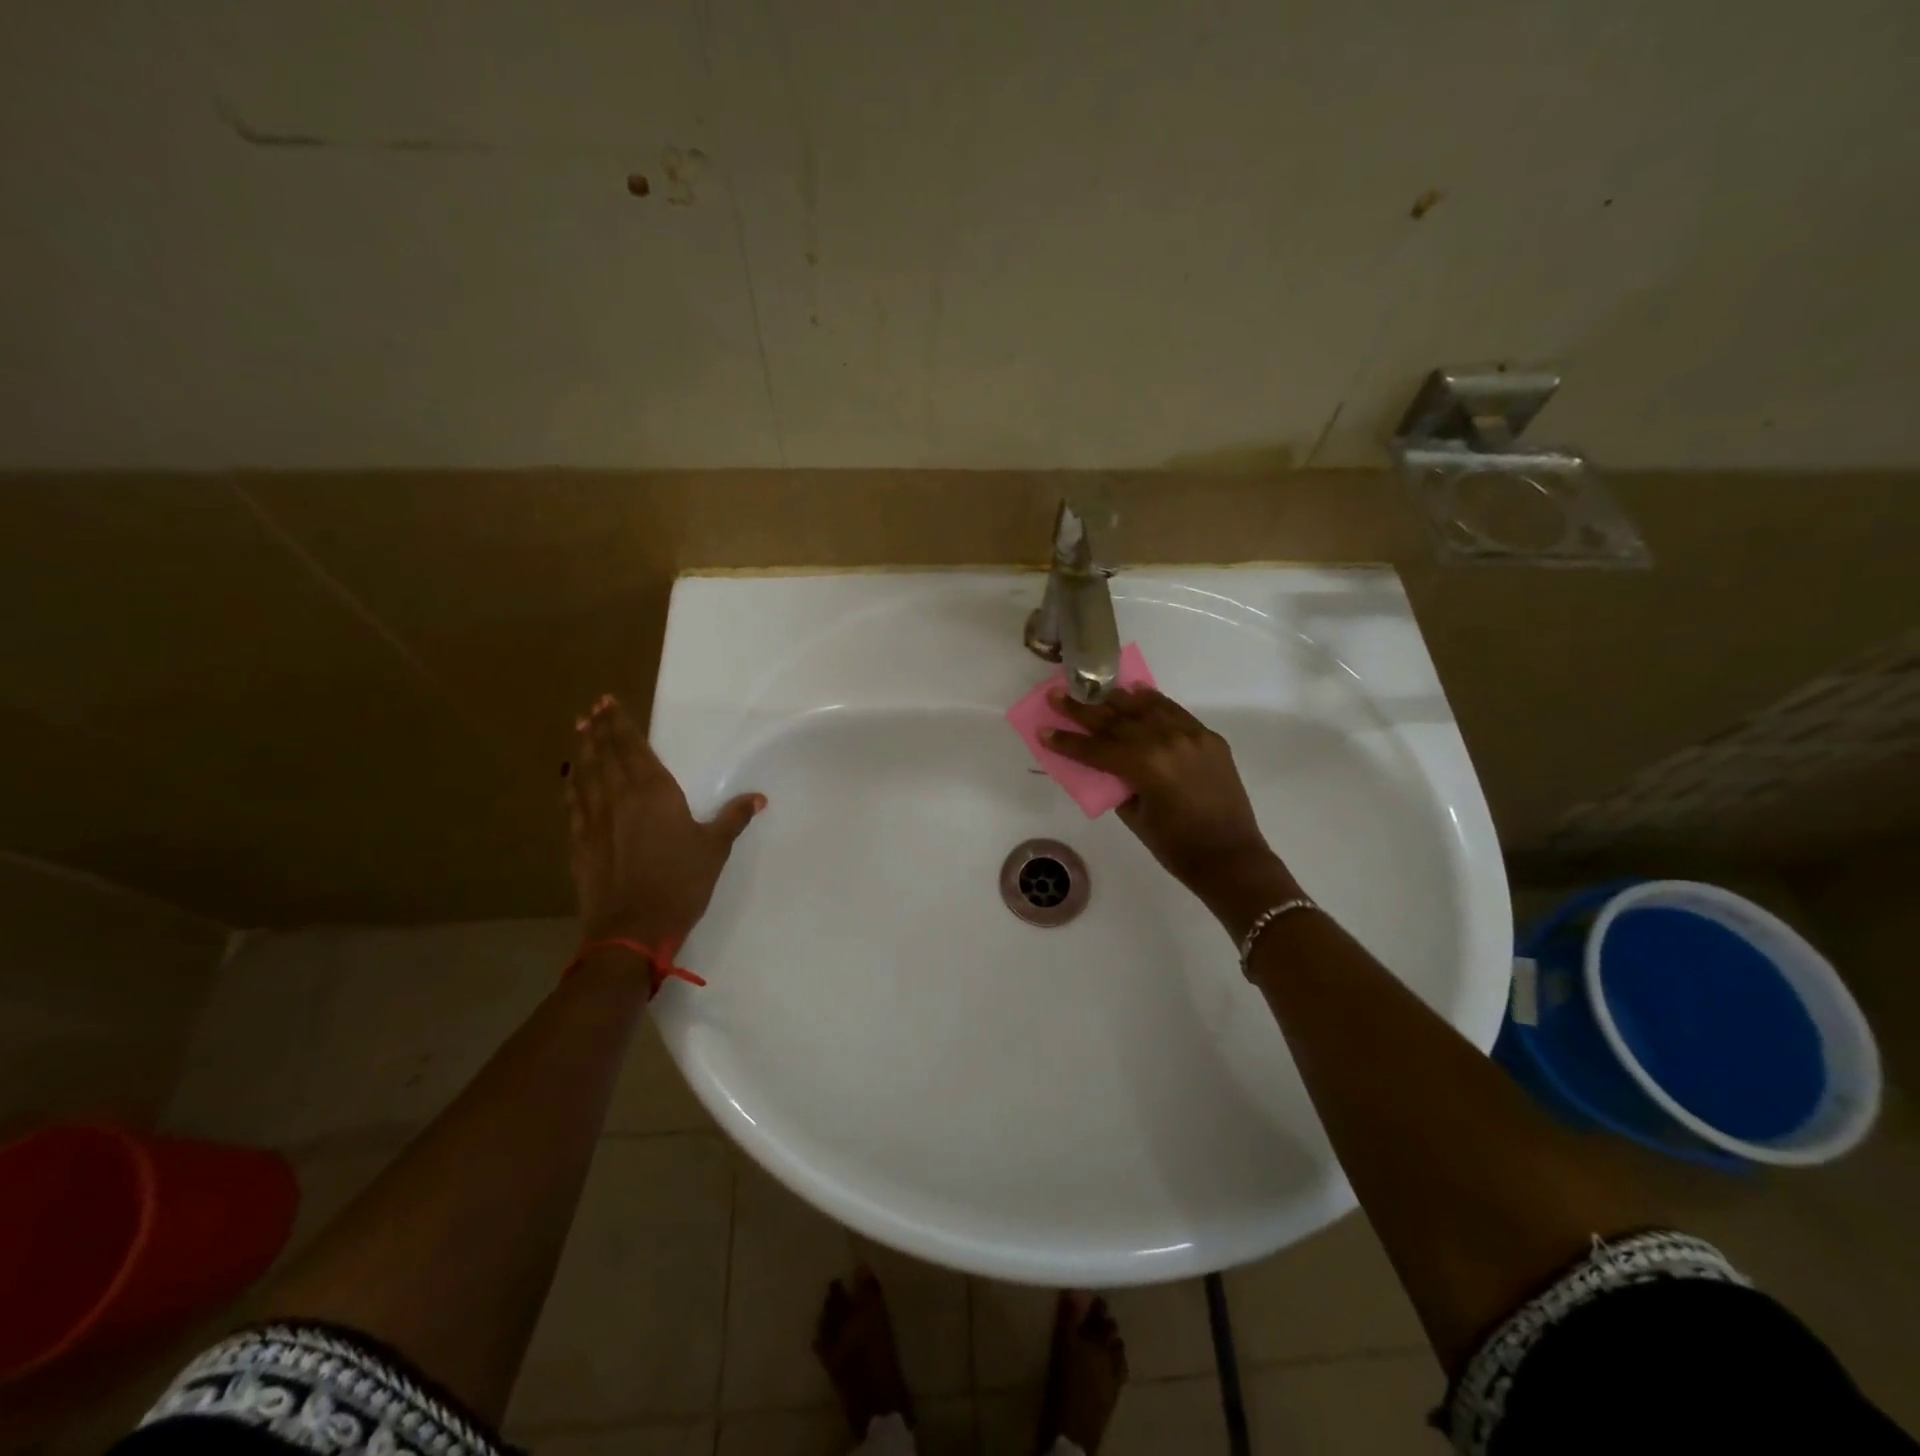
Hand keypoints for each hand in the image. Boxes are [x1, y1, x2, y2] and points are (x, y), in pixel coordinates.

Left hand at [564, 695, 764, 952]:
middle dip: (599, 729)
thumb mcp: (714, 849)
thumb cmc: (680, 883)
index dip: (621, 724)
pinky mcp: (580, 843)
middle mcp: (619, 797)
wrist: (632, 928)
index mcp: (654, 792)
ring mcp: (595, 820)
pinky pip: (574, 804)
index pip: (634, 748)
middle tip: (592, 708)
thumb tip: (758, 798)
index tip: (608, 703)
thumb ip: (733, 818)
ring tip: (579, 730)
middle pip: (605, 755)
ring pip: (585, 775)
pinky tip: (570, 779)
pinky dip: (572, 785)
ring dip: (582, 750)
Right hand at [1043, 687, 1299, 938]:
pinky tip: (1135, 694)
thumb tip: (1106, 763)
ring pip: (1146, 708)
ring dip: (1115, 698)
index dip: (1068, 741)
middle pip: (1117, 721)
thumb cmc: (1176, 847)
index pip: (1097, 748)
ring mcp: (1191, 735)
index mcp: (1146, 765)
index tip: (1043, 730)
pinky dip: (1152, 702)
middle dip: (1084, 709)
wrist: (1231, 857)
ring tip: (1091, 688)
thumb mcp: (1136, 817)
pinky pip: (1174, 712)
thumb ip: (1118, 784)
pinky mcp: (1208, 738)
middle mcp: (1167, 741)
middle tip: (1058, 694)